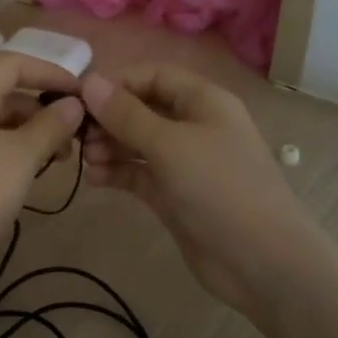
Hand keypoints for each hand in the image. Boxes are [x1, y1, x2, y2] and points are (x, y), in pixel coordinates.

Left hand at [0, 53, 84, 298]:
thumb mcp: (22, 155)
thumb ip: (51, 125)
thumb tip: (73, 104)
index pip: (12, 64)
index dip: (49, 71)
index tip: (82, 93)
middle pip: (3, 94)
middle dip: (42, 109)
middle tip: (75, 137)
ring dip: (30, 134)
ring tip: (58, 161)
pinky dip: (11, 155)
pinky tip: (30, 178)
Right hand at [80, 64, 321, 314]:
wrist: (261, 261)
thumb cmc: (219, 188)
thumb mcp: (169, 145)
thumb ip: (126, 114)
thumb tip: (88, 81)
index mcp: (203, 101)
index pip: (153, 76)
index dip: (116, 82)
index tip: (79, 98)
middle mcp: (194, 126)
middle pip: (142, 108)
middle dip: (108, 118)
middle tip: (76, 135)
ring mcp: (184, 162)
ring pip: (137, 142)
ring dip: (109, 146)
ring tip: (85, 159)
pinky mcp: (174, 194)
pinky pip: (139, 173)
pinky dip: (117, 172)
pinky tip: (94, 179)